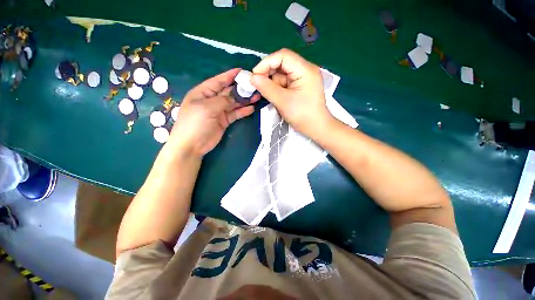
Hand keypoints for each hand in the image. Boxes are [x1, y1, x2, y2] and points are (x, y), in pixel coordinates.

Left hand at [168, 68, 259, 156]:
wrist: (192, 146)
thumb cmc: (195, 123)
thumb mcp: (207, 108)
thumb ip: (223, 100)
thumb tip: (237, 96)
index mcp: (203, 92)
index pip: (219, 81)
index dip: (230, 75)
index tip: (243, 71)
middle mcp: (212, 100)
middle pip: (229, 92)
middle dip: (241, 89)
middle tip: (255, 86)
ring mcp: (219, 111)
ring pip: (234, 103)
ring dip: (244, 100)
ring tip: (257, 97)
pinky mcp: (224, 121)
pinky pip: (235, 114)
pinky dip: (243, 111)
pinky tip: (251, 109)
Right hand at [250, 49, 331, 137]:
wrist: (316, 128)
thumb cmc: (302, 115)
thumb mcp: (283, 101)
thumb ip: (267, 88)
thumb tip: (252, 77)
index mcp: (305, 70)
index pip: (283, 56)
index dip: (266, 63)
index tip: (255, 75)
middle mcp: (305, 70)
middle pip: (282, 64)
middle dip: (268, 74)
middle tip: (258, 86)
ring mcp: (302, 79)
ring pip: (282, 75)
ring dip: (272, 84)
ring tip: (267, 95)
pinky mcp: (299, 87)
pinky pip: (285, 83)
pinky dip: (277, 89)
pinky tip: (274, 97)